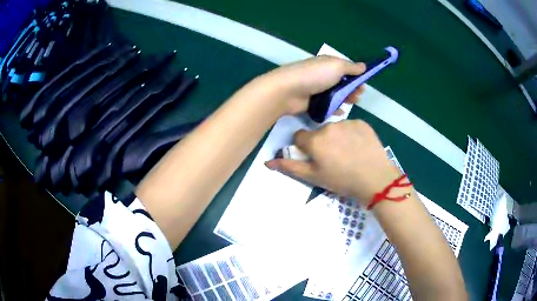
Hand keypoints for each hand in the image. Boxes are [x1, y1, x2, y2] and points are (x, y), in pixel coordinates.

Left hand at [259, 55, 365, 114]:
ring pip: (335, 95)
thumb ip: (351, 67)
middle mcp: (322, 75)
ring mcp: (316, 89)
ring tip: (352, 103)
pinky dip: (335, 108)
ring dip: (346, 98)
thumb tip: (364, 66)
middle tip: (358, 96)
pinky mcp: (311, 103)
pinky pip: (326, 106)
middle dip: (352, 89)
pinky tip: (342, 112)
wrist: (287, 91)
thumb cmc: (314, 75)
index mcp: (327, 64)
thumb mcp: (336, 66)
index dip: (356, 76)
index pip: (345, 69)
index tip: (364, 85)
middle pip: (341, 83)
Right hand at [265, 120, 401, 205]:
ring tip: (348, 153)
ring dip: (337, 138)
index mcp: (315, 140)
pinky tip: (359, 147)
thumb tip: (267, 162)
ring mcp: (347, 123)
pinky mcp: (362, 123)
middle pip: (318, 132)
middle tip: (334, 159)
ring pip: (335, 128)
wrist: (375, 179)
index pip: (299, 137)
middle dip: (322, 143)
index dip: (305, 148)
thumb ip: (290, 167)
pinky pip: (351, 126)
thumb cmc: (342, 180)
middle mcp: (329, 126)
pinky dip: (352, 134)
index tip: (315, 157)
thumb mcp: (314, 177)